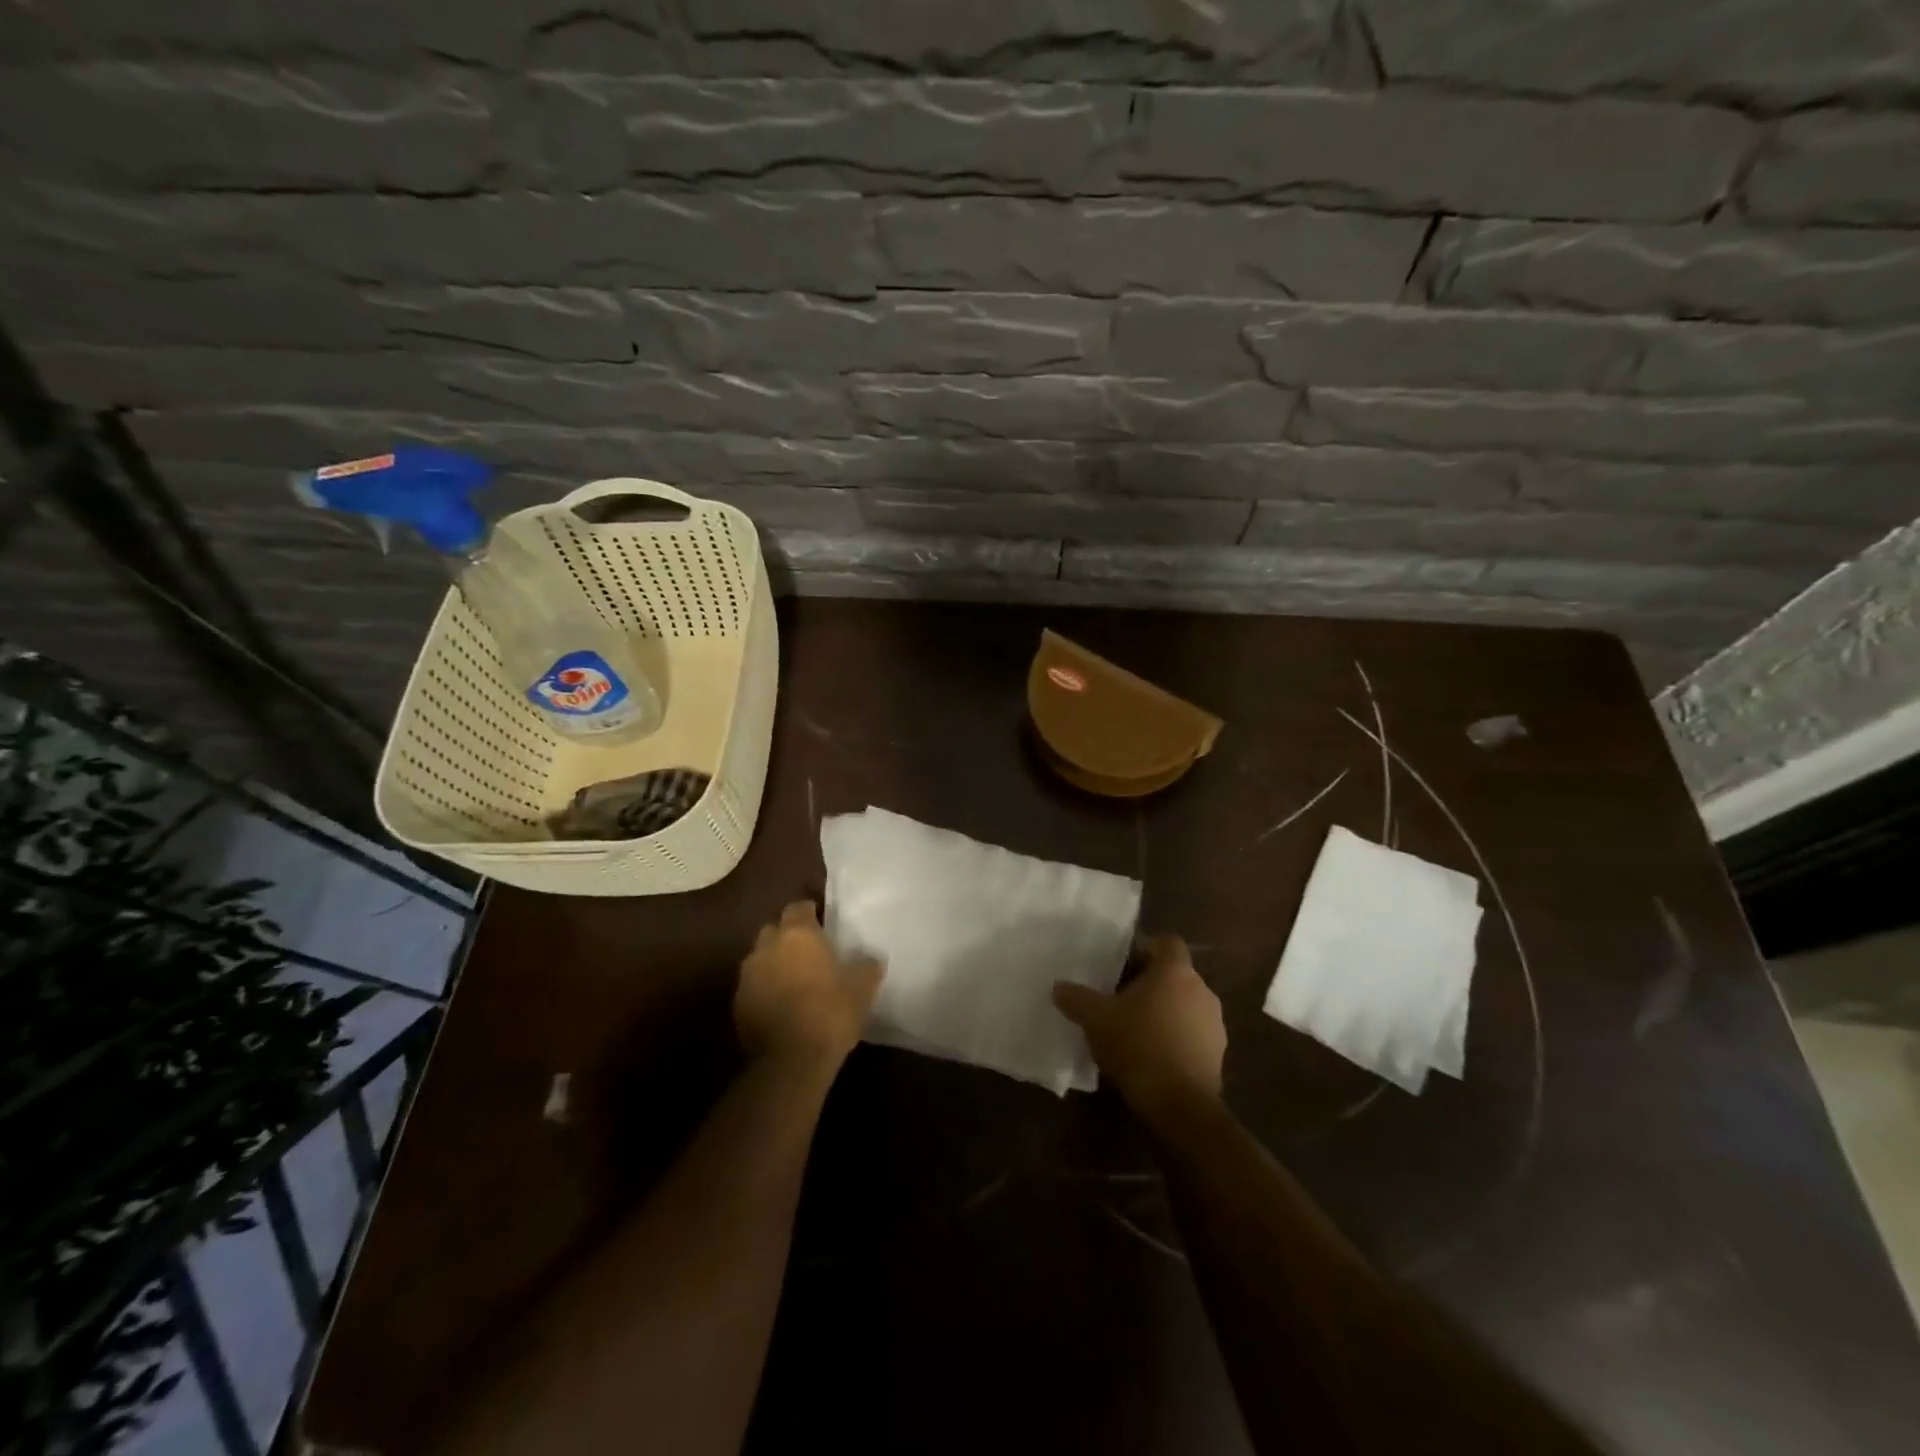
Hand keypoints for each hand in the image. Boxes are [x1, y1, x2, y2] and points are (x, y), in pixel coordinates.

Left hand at [734, 901, 883, 1075]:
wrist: (791, 1060)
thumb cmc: (830, 1012)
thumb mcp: (862, 988)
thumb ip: (867, 966)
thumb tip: (872, 958)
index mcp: (798, 934)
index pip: (799, 907)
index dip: (810, 913)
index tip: (823, 923)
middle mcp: (767, 947)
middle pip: (774, 929)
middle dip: (787, 935)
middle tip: (808, 951)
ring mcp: (748, 976)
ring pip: (760, 958)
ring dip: (774, 963)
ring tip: (794, 979)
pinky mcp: (737, 1004)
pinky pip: (753, 986)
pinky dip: (764, 989)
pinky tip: (781, 1005)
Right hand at [1054, 935, 1225, 1121]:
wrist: (1180, 1106)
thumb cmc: (1138, 1046)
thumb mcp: (1096, 1020)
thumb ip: (1076, 999)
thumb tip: (1058, 987)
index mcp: (1175, 972)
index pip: (1168, 942)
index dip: (1145, 949)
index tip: (1123, 966)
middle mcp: (1202, 990)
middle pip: (1175, 974)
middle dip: (1149, 984)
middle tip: (1120, 998)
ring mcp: (1215, 1023)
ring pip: (1185, 1004)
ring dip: (1164, 1011)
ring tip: (1135, 1030)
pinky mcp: (1218, 1054)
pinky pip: (1193, 1033)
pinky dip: (1175, 1037)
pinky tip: (1152, 1056)